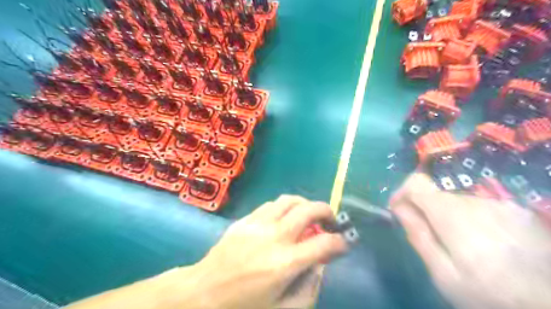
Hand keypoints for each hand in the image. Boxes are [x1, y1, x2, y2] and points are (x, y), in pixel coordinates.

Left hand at [188, 195, 345, 308]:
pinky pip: (270, 205)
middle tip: (331, 220)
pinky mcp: (245, 220)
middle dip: (327, 211)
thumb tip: (319, 266)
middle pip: (308, 210)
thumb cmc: (241, 307)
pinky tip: (284, 217)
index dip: (340, 243)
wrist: (202, 294)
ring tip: (309, 214)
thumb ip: (307, 291)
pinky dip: (285, 207)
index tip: (344, 244)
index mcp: (284, 264)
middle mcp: (274, 237)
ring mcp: (257, 224)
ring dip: (305, 204)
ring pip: (289, 200)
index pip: (324, 244)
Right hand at [389, 174, 550, 308]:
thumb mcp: (444, 274)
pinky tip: (482, 242)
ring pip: (457, 200)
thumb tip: (399, 208)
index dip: (402, 192)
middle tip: (429, 236)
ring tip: (458, 244)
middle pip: (436, 193)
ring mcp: (499, 204)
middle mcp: (475, 201)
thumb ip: (418, 236)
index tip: (398, 210)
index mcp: (453, 215)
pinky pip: (479, 206)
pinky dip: (470, 218)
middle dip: (425, 210)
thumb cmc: (490, 295)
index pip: (417, 183)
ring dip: (448, 215)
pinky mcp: (516, 211)